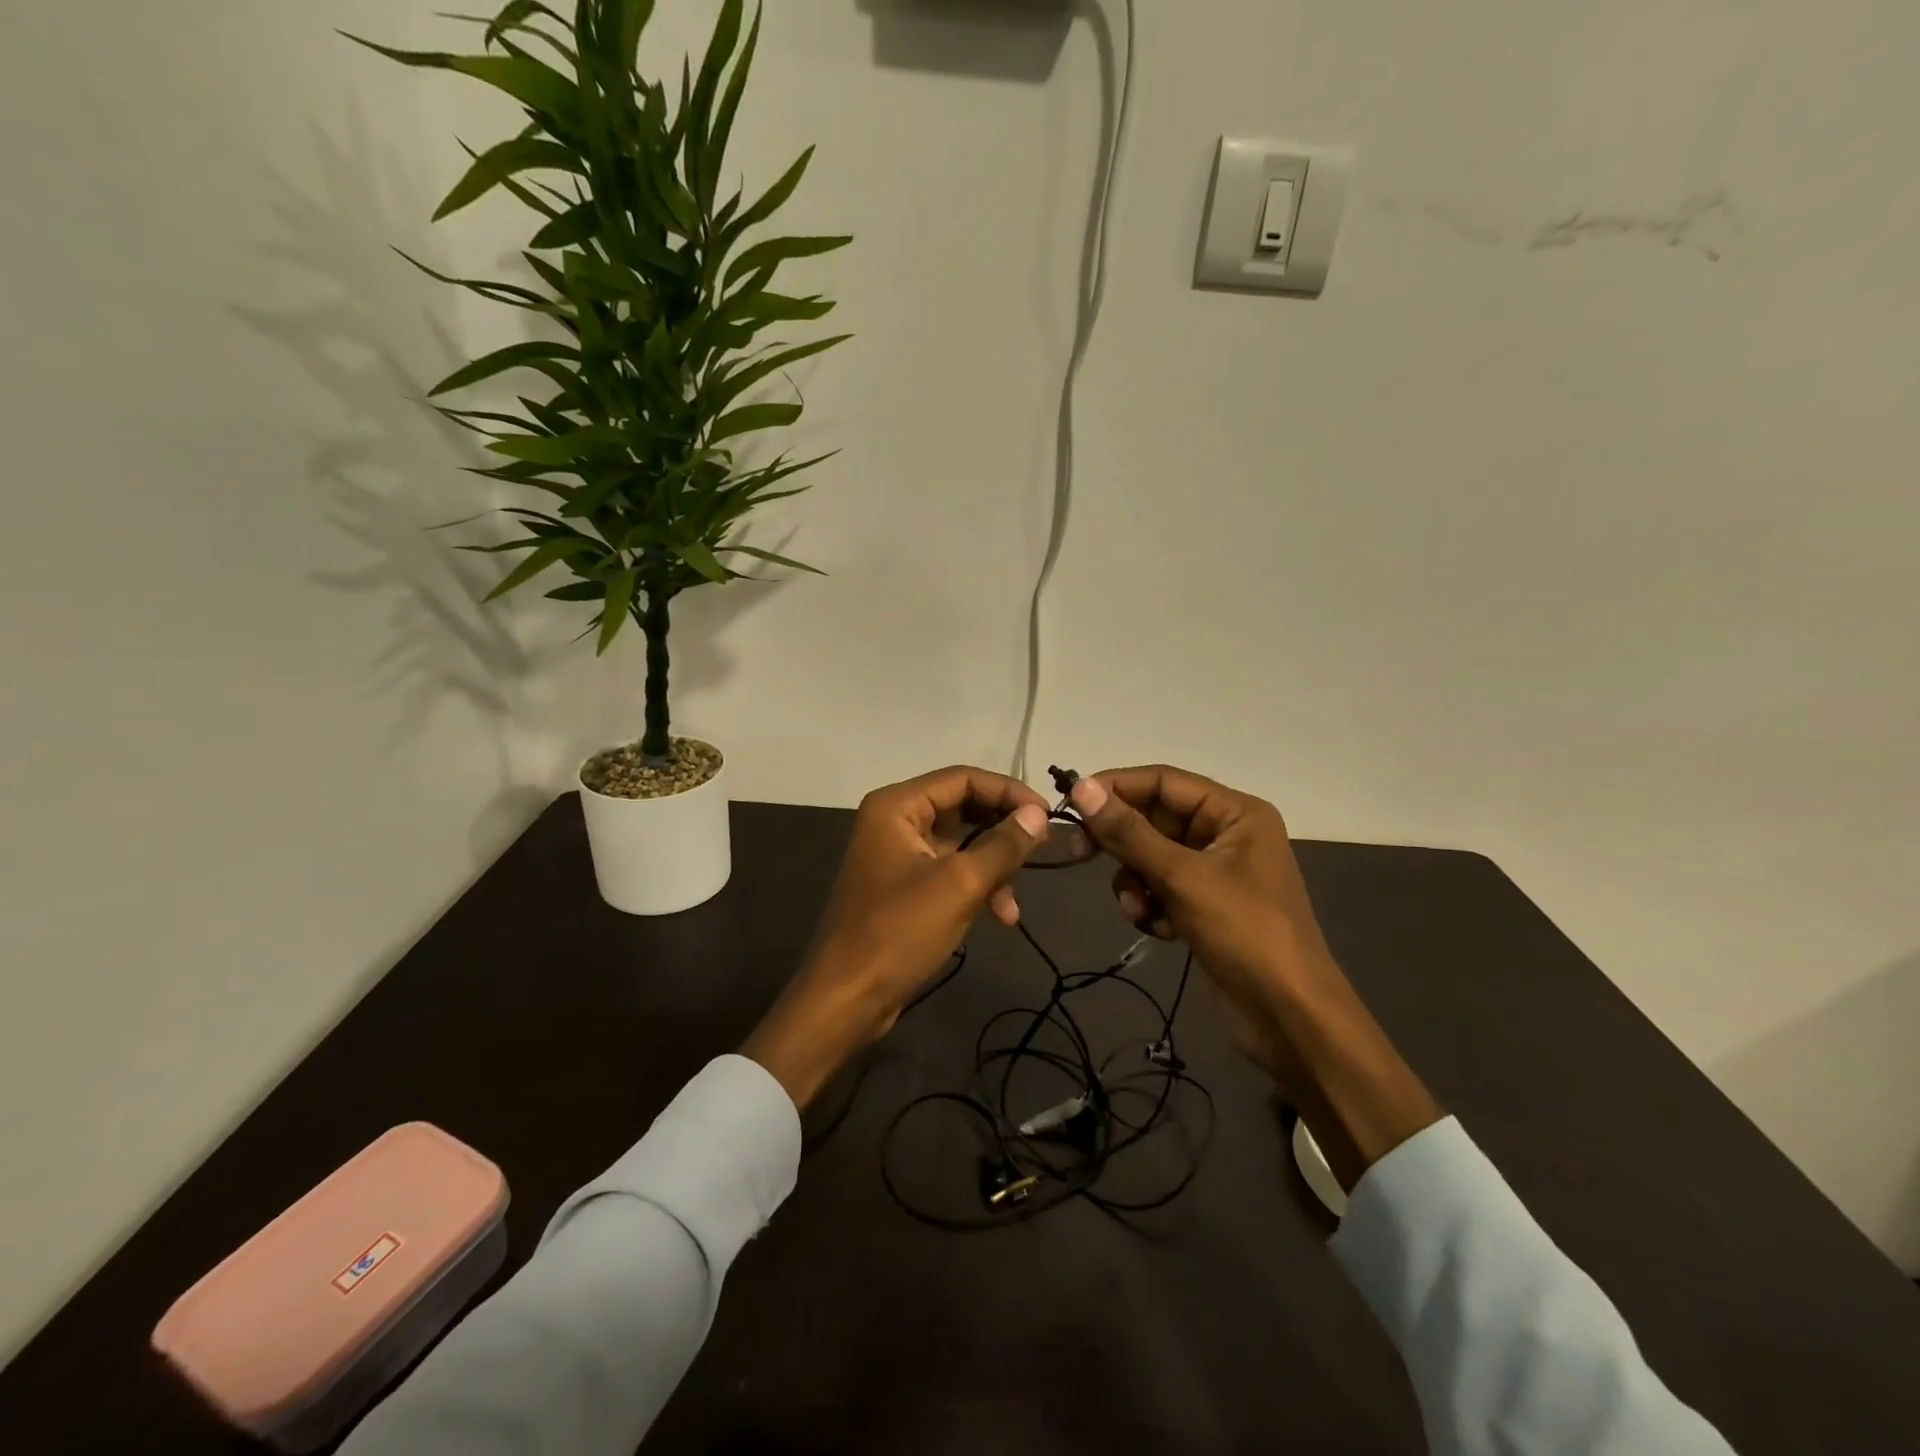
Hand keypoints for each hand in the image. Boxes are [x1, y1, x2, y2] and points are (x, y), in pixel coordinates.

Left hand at [743, 766, 1051, 1109]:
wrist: (847, 998)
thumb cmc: (899, 932)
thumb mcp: (959, 885)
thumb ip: (1003, 845)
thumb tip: (1038, 814)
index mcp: (898, 806)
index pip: (963, 778)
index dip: (1009, 791)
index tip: (1048, 815)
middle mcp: (895, 820)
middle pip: (963, 807)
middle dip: (1003, 831)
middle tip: (1043, 848)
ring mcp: (899, 853)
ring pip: (961, 843)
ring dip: (993, 866)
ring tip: (1014, 902)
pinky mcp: (905, 885)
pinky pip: (950, 870)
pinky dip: (976, 886)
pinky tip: (1001, 915)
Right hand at [1070, 766, 1440, 1187]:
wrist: (1288, 1018)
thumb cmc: (1244, 933)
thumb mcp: (1183, 878)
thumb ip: (1130, 833)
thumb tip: (1082, 789)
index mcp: (1235, 812)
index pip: (1163, 781)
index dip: (1116, 787)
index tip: (1070, 801)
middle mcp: (1225, 833)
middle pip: (1154, 818)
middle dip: (1122, 841)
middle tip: (1077, 851)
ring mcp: (1214, 871)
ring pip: (1150, 856)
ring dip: (1135, 880)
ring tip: (1140, 909)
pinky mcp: (1204, 904)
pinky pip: (1160, 887)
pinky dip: (1150, 904)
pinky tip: (1159, 929)